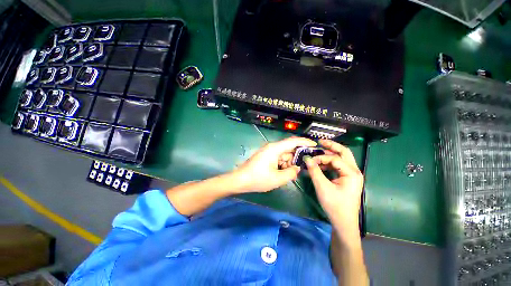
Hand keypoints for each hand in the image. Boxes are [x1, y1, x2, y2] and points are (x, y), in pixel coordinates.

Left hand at [234, 137, 316, 192]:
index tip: (315, 145)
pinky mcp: (266, 156)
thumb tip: (297, 168)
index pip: (293, 141)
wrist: (240, 180)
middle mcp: (272, 147)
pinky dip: (282, 164)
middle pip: (289, 149)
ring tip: (289, 175)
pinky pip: (278, 158)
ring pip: (284, 155)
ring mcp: (268, 151)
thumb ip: (291, 172)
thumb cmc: (258, 179)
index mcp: (275, 149)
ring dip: (288, 163)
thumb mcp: (277, 178)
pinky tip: (282, 173)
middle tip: (300, 169)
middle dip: (296, 158)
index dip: (305, 142)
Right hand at [304, 139, 363, 233]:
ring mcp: (352, 175)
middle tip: (320, 142)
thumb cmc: (335, 206)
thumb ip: (314, 171)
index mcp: (351, 173)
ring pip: (341, 158)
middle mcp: (354, 171)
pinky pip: (338, 166)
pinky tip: (321, 165)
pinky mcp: (347, 178)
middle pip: (344, 152)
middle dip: (331, 146)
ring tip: (318, 153)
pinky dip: (330, 163)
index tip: (309, 160)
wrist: (344, 222)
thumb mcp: (322, 187)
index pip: (334, 158)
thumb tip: (307, 158)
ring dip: (330, 155)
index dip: (321, 158)